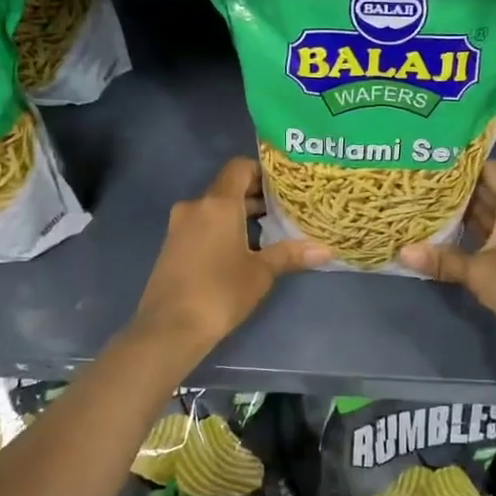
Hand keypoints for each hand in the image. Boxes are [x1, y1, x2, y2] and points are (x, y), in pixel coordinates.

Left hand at [134, 158, 328, 353]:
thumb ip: (290, 254)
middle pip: (228, 188)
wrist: (169, 328)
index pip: (239, 167)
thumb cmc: (220, 292)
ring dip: (239, 214)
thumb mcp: (260, 273)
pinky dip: (222, 228)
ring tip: (269, 231)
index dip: (262, 171)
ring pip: (214, 208)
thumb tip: (326, 250)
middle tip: (285, 209)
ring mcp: (179, 226)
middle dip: (255, 196)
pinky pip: (202, 225)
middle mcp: (195, 206)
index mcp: (218, 204)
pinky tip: (241, 250)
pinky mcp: (172, 245)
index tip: (284, 186)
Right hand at [398, 161, 495, 377]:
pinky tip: (449, 237)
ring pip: (491, 215)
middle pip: (489, 190)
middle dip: (459, 189)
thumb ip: (441, 259)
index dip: (465, 164)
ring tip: (428, 207)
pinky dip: (474, 233)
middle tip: (423, 185)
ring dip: (465, 213)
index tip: (435, 163)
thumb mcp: (477, 271)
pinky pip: (494, 235)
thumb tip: (401, 252)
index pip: (491, 169)